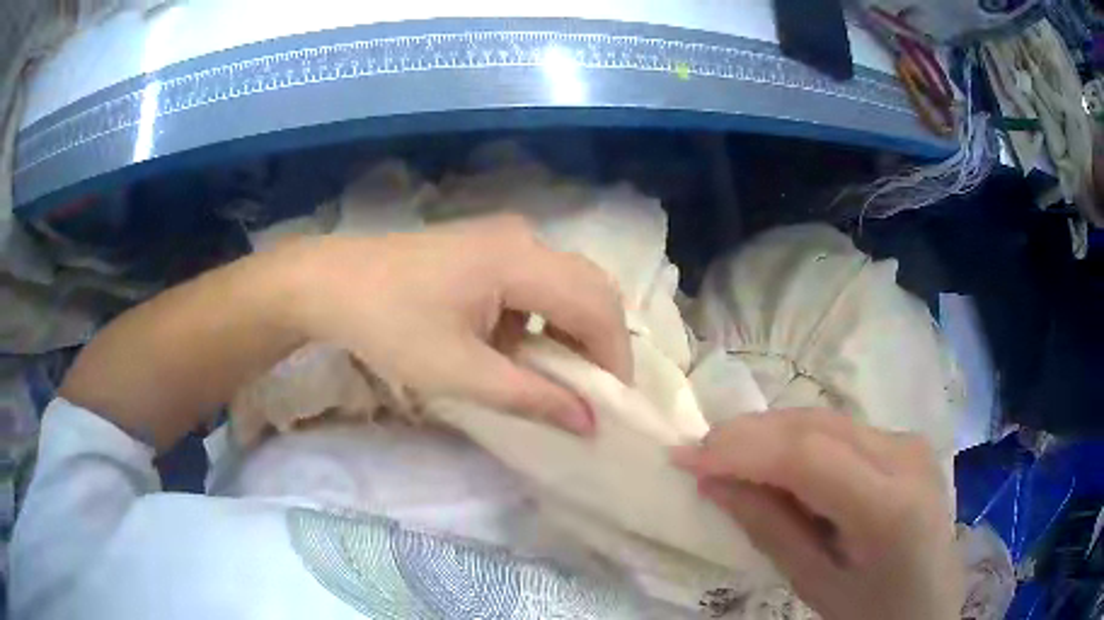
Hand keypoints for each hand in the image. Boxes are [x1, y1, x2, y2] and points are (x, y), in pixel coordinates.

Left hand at [284, 215, 631, 434]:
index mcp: (520, 260)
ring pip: (566, 284)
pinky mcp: (486, 246)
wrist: (329, 283)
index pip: (596, 307)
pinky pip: (536, 281)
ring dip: (570, 331)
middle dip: (599, 344)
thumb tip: (588, 423)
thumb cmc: (389, 326)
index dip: (613, 357)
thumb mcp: (459, 372)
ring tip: (556, 376)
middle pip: (590, 288)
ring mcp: (504, 236)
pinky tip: (517, 346)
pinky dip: (542, 318)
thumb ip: (531, 396)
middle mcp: (524, 237)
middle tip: (592, 393)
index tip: (612, 405)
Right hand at [672, 409, 961, 619]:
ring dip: (771, 433)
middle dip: (749, 434)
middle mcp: (905, 458)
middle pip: (816, 426)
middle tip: (698, 455)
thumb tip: (715, 483)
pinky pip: (842, 430)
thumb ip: (770, 529)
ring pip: (826, 419)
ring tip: (727, 456)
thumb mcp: (816, 584)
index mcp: (889, 509)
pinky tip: (775, 461)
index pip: (807, 456)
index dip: (741, 449)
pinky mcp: (906, 443)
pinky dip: (799, 440)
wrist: (929, 605)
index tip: (685, 459)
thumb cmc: (872, 613)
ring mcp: (909, 443)